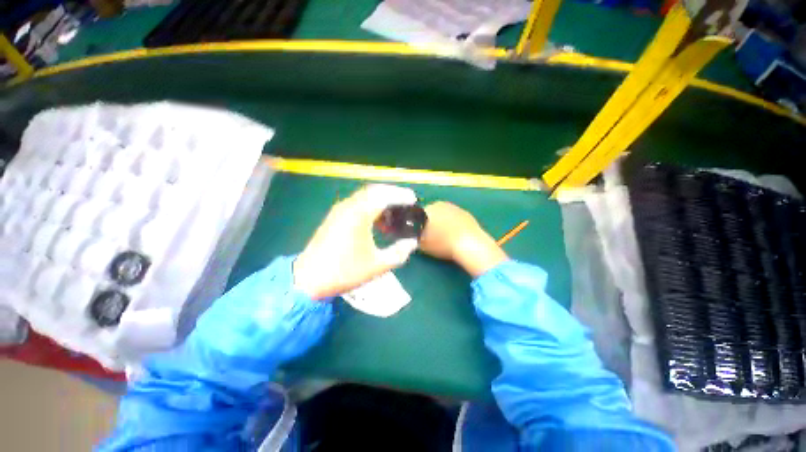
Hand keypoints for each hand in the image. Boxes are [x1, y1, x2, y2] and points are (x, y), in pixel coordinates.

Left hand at [293, 185, 419, 299]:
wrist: (309, 279)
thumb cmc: (345, 271)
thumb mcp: (377, 265)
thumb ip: (399, 253)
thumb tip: (412, 243)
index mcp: (359, 215)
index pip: (384, 196)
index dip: (401, 195)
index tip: (413, 199)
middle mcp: (348, 207)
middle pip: (374, 191)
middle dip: (391, 193)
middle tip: (406, 200)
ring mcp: (339, 210)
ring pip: (364, 196)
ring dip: (380, 198)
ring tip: (393, 210)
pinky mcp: (334, 217)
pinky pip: (356, 203)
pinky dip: (370, 205)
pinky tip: (376, 219)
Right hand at [420, 202, 507, 277]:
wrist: (468, 243)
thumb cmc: (442, 243)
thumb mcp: (422, 243)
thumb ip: (416, 236)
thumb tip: (414, 234)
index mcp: (428, 209)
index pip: (418, 216)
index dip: (418, 226)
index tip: (420, 235)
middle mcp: (441, 204)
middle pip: (432, 213)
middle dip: (431, 222)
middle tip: (432, 236)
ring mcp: (455, 207)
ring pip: (444, 215)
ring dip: (443, 222)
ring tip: (445, 237)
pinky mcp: (466, 213)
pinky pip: (455, 218)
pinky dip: (454, 224)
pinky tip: (455, 235)